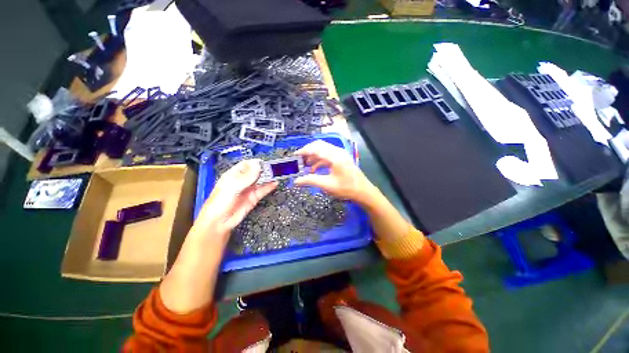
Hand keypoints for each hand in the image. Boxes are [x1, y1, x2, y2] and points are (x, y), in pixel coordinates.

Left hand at [196, 159, 277, 236]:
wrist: (219, 222)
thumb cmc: (219, 203)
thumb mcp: (232, 187)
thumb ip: (246, 177)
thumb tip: (257, 166)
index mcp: (233, 175)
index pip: (246, 165)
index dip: (255, 163)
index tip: (264, 163)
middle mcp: (242, 181)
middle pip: (255, 172)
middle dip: (264, 170)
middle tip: (273, 169)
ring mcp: (248, 190)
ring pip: (260, 181)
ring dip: (268, 178)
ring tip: (277, 174)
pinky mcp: (253, 198)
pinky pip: (263, 190)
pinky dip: (269, 187)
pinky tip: (275, 183)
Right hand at [294, 140, 376, 205]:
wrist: (363, 192)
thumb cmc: (346, 188)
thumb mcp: (327, 185)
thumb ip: (311, 180)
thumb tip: (296, 181)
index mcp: (335, 156)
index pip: (316, 148)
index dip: (304, 151)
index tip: (295, 156)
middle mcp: (338, 151)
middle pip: (319, 146)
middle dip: (308, 153)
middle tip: (300, 161)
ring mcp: (341, 154)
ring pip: (323, 151)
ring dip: (314, 157)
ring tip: (306, 167)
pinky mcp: (342, 159)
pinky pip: (328, 156)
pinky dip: (320, 161)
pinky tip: (315, 170)